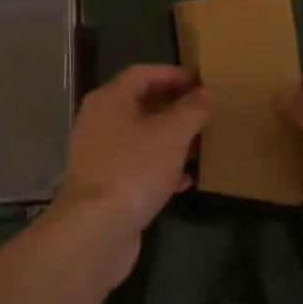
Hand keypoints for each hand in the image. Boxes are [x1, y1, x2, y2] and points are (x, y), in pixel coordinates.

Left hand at [48, 65, 210, 284]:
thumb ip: (191, 110)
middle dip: (175, 108)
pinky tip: (185, 181)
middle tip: (207, 113)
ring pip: (142, 138)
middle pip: (142, 104)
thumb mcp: (171, 134)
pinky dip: (162, 168)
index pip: (143, 73)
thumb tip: (205, 93)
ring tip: (202, 145)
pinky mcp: (107, 185)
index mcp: (109, 100)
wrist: (95, 230)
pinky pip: (139, 166)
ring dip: (172, 139)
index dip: (173, 74)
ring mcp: (101, 155)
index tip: (203, 82)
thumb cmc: (133, 169)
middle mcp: (100, 122)